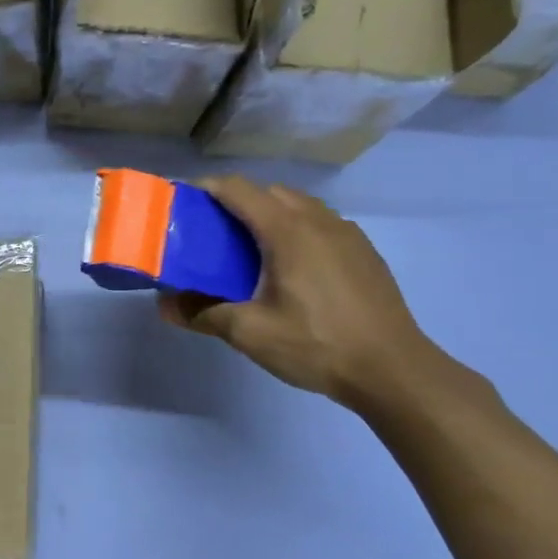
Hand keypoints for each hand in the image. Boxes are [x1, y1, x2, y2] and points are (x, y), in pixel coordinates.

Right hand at [158, 178, 445, 410]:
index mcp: (288, 230)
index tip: (181, 202)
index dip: (206, 188)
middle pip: (268, 192)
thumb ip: (202, 313)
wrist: (393, 370)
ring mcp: (347, 234)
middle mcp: (319, 220)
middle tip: (209, 233)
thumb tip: (164, 305)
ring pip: (298, 206)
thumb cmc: (317, 344)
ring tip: (246, 250)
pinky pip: (319, 224)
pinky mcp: (363, 252)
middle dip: (235, 202)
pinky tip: (288, 268)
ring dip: (267, 215)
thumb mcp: (249, 332)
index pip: (239, 189)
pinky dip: (294, 230)